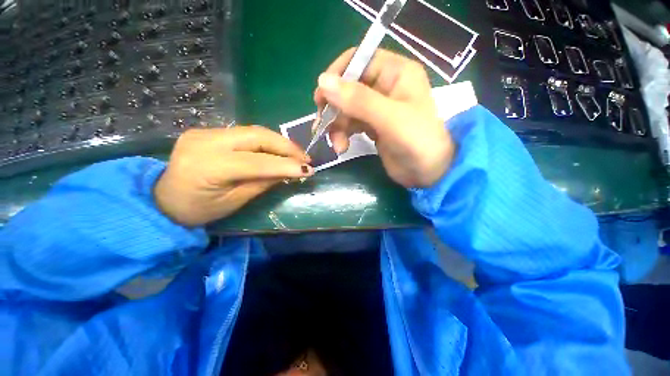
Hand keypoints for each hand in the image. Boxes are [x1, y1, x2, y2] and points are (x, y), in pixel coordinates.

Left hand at [154, 126, 312, 225]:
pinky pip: (245, 134)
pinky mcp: (208, 130)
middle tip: (305, 158)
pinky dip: (266, 142)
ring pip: (253, 131)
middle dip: (287, 146)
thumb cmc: (199, 210)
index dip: (286, 165)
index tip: (309, 170)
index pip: (257, 162)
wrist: (162, 199)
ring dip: (279, 142)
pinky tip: (276, 150)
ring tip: (296, 154)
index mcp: (209, 166)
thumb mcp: (235, 202)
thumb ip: (263, 183)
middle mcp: (206, 141)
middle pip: (257, 136)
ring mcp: (205, 131)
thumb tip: (290, 172)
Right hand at [314, 48, 454, 187]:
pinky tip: (342, 147)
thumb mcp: (390, 119)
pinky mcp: (372, 126)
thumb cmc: (417, 142)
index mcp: (395, 72)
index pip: (357, 60)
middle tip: (322, 125)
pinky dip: (342, 134)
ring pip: (346, 108)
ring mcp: (377, 108)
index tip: (321, 98)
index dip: (336, 76)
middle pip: (347, 87)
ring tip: (338, 145)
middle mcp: (385, 86)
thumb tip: (322, 81)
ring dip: (337, 126)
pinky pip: (350, 124)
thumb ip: (358, 100)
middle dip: (334, 108)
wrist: (429, 173)